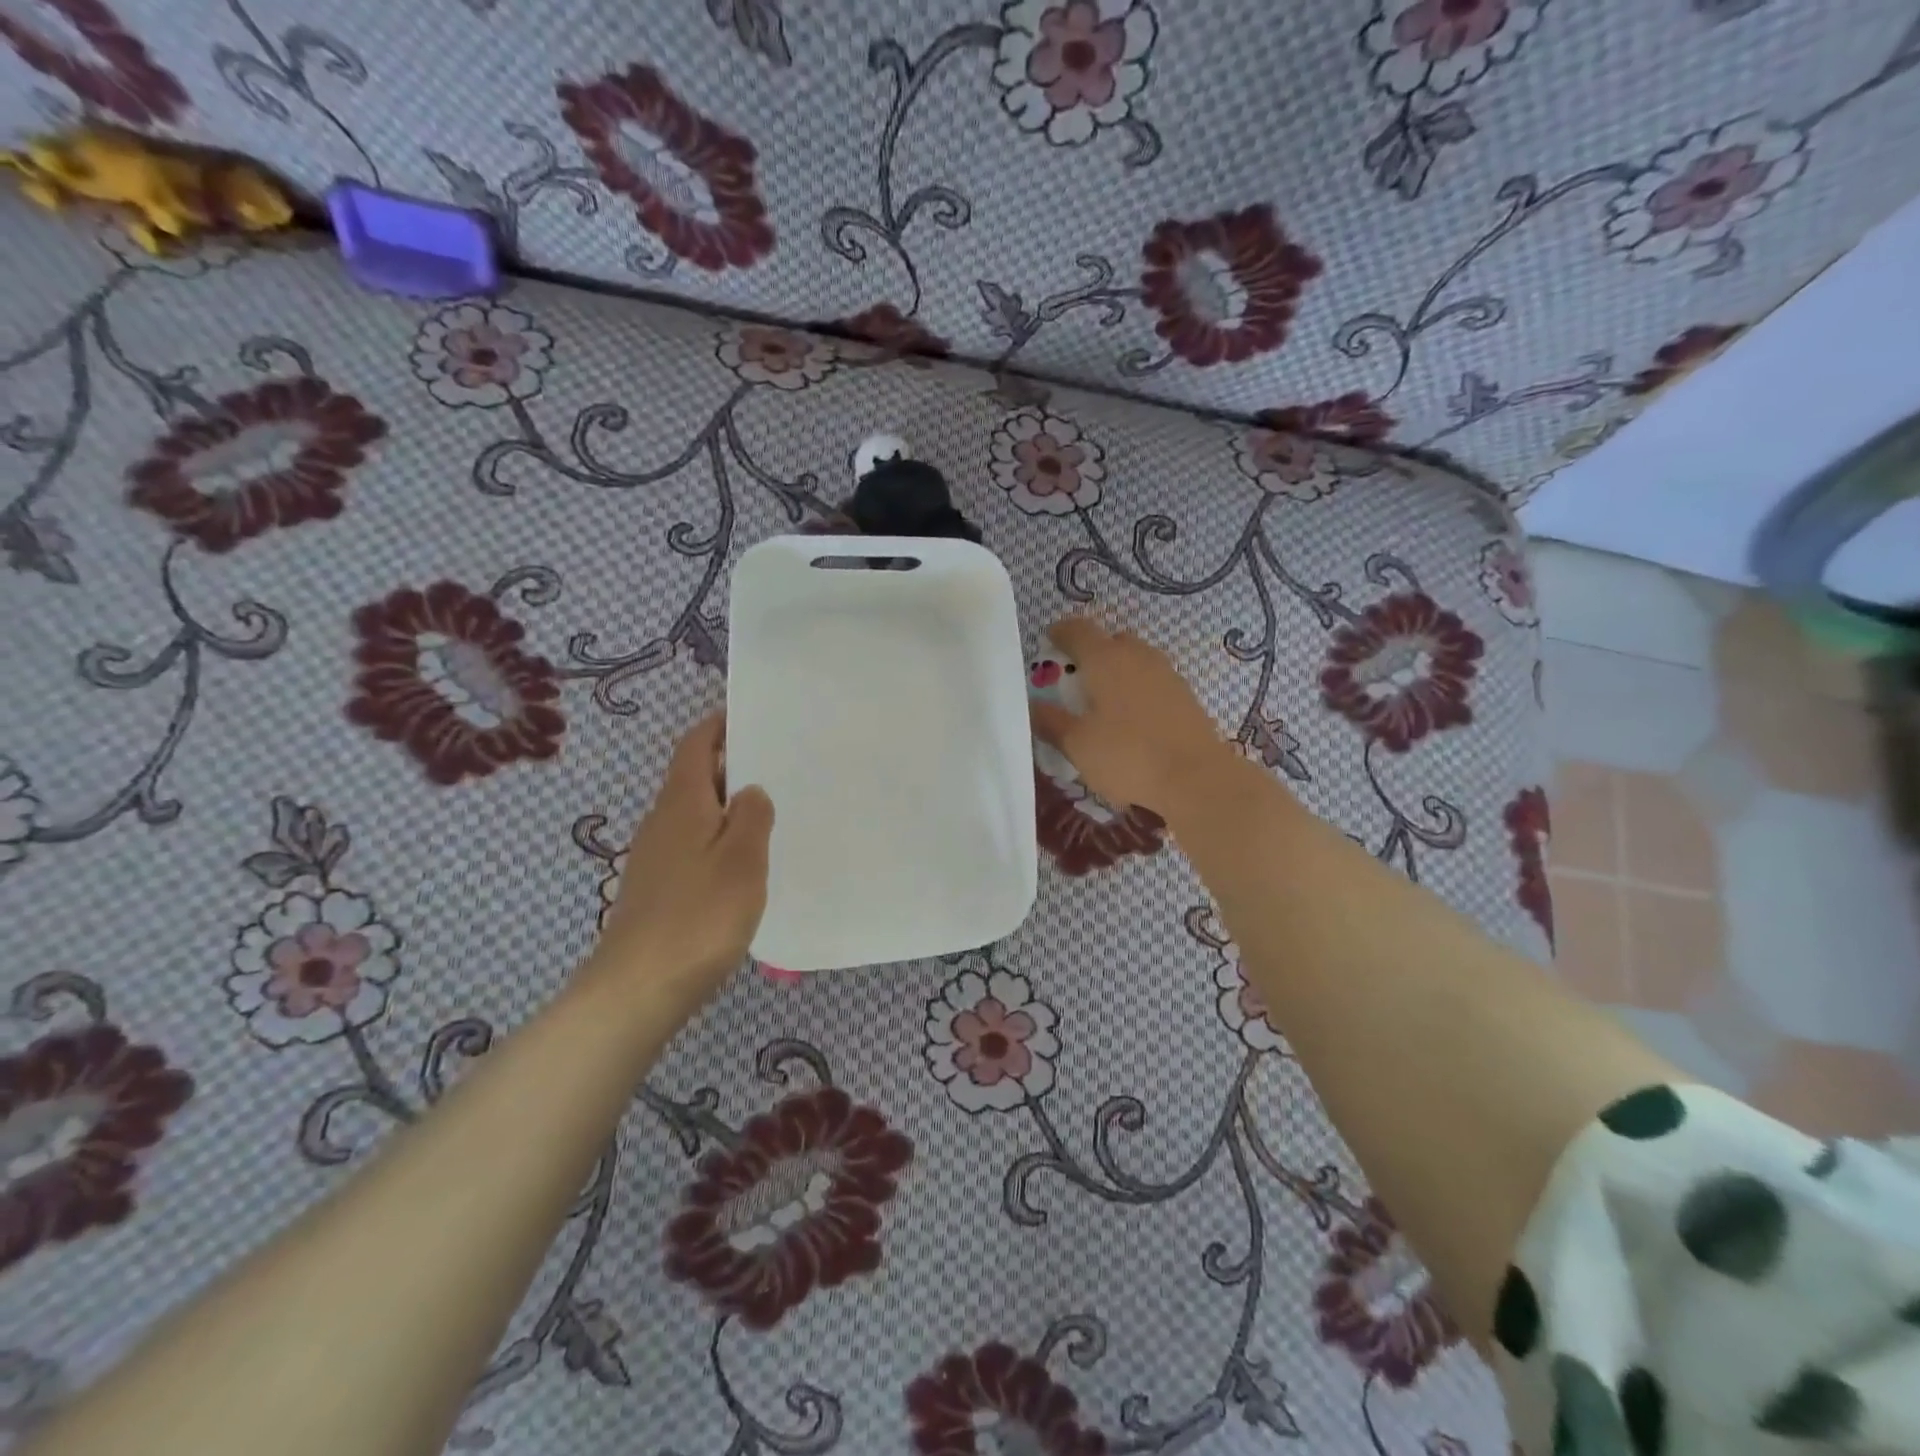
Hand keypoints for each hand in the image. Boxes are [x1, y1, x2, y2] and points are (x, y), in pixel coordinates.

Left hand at [590, 714, 773, 1009]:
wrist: (638, 988)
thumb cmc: (699, 916)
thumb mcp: (742, 859)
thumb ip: (751, 817)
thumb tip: (750, 789)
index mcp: (681, 803)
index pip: (695, 745)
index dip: (719, 726)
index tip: (752, 717)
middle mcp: (662, 822)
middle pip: (694, 777)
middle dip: (730, 765)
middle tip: (778, 765)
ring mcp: (655, 857)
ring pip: (695, 814)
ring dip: (726, 805)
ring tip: (770, 811)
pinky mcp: (657, 889)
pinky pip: (692, 846)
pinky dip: (718, 839)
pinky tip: (743, 863)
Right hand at [1029, 617, 1228, 816]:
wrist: (1197, 778)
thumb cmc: (1128, 756)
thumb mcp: (1077, 744)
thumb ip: (1050, 721)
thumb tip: (1030, 705)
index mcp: (1105, 659)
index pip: (1077, 629)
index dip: (1059, 632)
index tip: (1048, 642)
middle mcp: (1137, 655)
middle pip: (1110, 640)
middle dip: (1090, 652)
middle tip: (1075, 678)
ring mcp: (1166, 673)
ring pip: (1135, 659)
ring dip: (1117, 670)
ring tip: (1103, 700)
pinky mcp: (1185, 694)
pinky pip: (1152, 679)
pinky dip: (1137, 688)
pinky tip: (1132, 718)